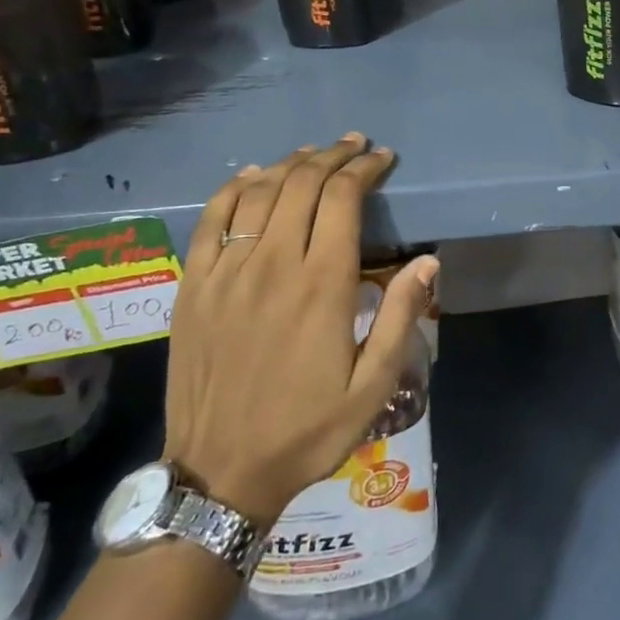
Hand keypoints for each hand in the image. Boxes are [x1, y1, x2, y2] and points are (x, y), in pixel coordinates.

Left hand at [162, 135, 437, 529]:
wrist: (220, 473)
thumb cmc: (308, 429)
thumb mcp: (372, 386)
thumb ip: (399, 317)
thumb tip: (426, 261)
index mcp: (321, 285)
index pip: (342, 199)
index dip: (364, 169)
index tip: (382, 158)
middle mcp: (271, 265)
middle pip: (301, 184)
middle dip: (332, 156)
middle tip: (355, 146)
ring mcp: (225, 274)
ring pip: (258, 193)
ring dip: (289, 164)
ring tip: (313, 153)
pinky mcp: (193, 288)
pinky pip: (210, 220)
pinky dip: (233, 188)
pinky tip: (252, 176)